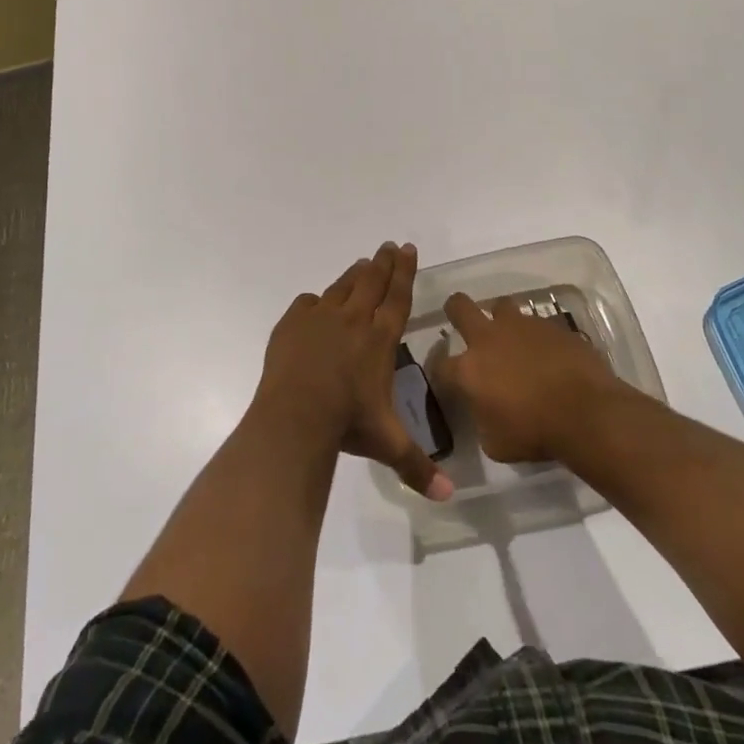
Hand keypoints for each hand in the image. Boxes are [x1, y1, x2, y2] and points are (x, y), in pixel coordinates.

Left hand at [254, 241, 453, 500]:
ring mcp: (321, 317)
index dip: (405, 271)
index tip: (409, 248)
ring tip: (363, 264)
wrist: (296, 415)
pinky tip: (316, 304)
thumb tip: (450, 497)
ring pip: (342, 286)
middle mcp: (354, 319)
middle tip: (389, 245)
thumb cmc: (348, 424)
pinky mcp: (293, 323)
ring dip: (355, 274)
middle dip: (384, 262)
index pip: (398, 297)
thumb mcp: (387, 444)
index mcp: (380, 338)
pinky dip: (316, 302)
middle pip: (372, 281)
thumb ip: (418, 467)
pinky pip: (308, 304)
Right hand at [429, 292, 623, 462]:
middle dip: (456, 311)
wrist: (587, 413)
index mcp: (469, 369)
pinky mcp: (551, 325)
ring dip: (501, 320)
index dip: (439, 370)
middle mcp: (488, 338)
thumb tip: (484, 411)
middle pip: (459, 306)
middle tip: (464, 324)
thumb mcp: (496, 444)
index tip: (446, 378)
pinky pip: (536, 323)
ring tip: (512, 338)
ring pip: (501, 306)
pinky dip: (536, 336)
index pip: (438, 364)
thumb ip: (482, 420)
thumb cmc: (536, 434)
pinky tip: (547, 353)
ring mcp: (521, 326)